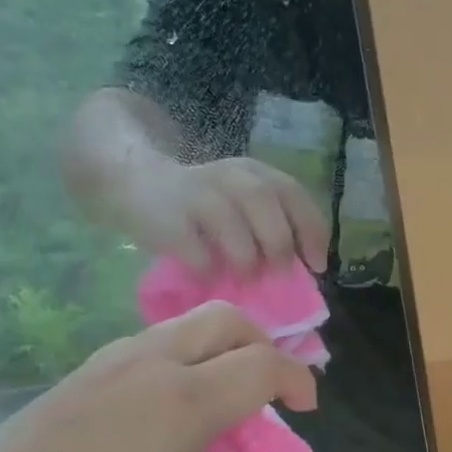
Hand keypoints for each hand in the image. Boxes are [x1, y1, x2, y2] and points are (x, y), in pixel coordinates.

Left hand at [0, 303, 317, 451]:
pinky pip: (147, 346)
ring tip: (219, 407)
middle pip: (226, 320)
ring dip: (219, 350)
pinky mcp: (76, 377)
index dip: (298, 379)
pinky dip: (180, 360)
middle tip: (269, 391)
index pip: (263, 364)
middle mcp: (150, 365)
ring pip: (183, 327)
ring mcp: (107, 364)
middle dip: (263, 344)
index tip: (306, 409)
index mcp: (184, 403)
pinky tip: (165, 416)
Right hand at [119, 157, 330, 274]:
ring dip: (245, 256)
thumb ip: (269, 226)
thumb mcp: (239, 204)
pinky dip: (207, 267)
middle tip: (281, 274)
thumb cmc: (201, 207)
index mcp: (254, 173)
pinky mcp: (165, 218)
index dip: (310, 229)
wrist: (135, 182)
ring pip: (229, 221)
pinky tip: (210, 278)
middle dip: (279, 242)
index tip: (316, 265)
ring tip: (245, 278)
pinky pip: (193, 247)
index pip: (292, 192)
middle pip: (263, 200)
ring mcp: (194, 194)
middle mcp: (227, 176)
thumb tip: (301, 273)